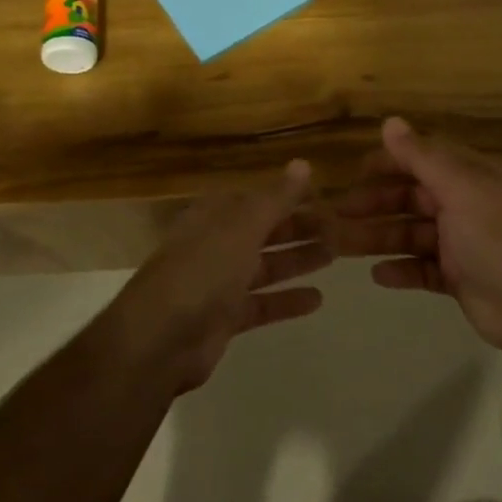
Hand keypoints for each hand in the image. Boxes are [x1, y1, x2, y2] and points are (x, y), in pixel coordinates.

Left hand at [101, 160, 330, 392]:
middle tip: (340, 228)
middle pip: (263, 231)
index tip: (324, 196)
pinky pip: (262, 304)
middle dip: (299, 228)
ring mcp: (219, 283)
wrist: (161, 338)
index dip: (288, 196)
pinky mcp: (225, 318)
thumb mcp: (242, 226)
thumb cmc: (202, 270)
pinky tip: (317, 299)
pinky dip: (287, 300)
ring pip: (265, 266)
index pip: (255, 198)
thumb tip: (303, 163)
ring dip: (297, 260)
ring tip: (335, 255)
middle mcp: (215, 245)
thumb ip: (275, 198)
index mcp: (213, 216)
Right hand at [335, 118, 501, 387]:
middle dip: (375, 204)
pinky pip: (421, 269)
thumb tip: (390, 121)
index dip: (389, 162)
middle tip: (338, 214)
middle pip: (412, 198)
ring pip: (411, 234)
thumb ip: (423, 158)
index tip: (354, 172)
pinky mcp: (459, 278)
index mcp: (471, 179)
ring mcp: (462, 244)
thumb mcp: (461, 191)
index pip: (424, 159)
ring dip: (378, 237)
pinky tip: (377, 275)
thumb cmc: (500, 241)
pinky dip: (400, 270)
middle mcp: (466, 207)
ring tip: (341, 246)